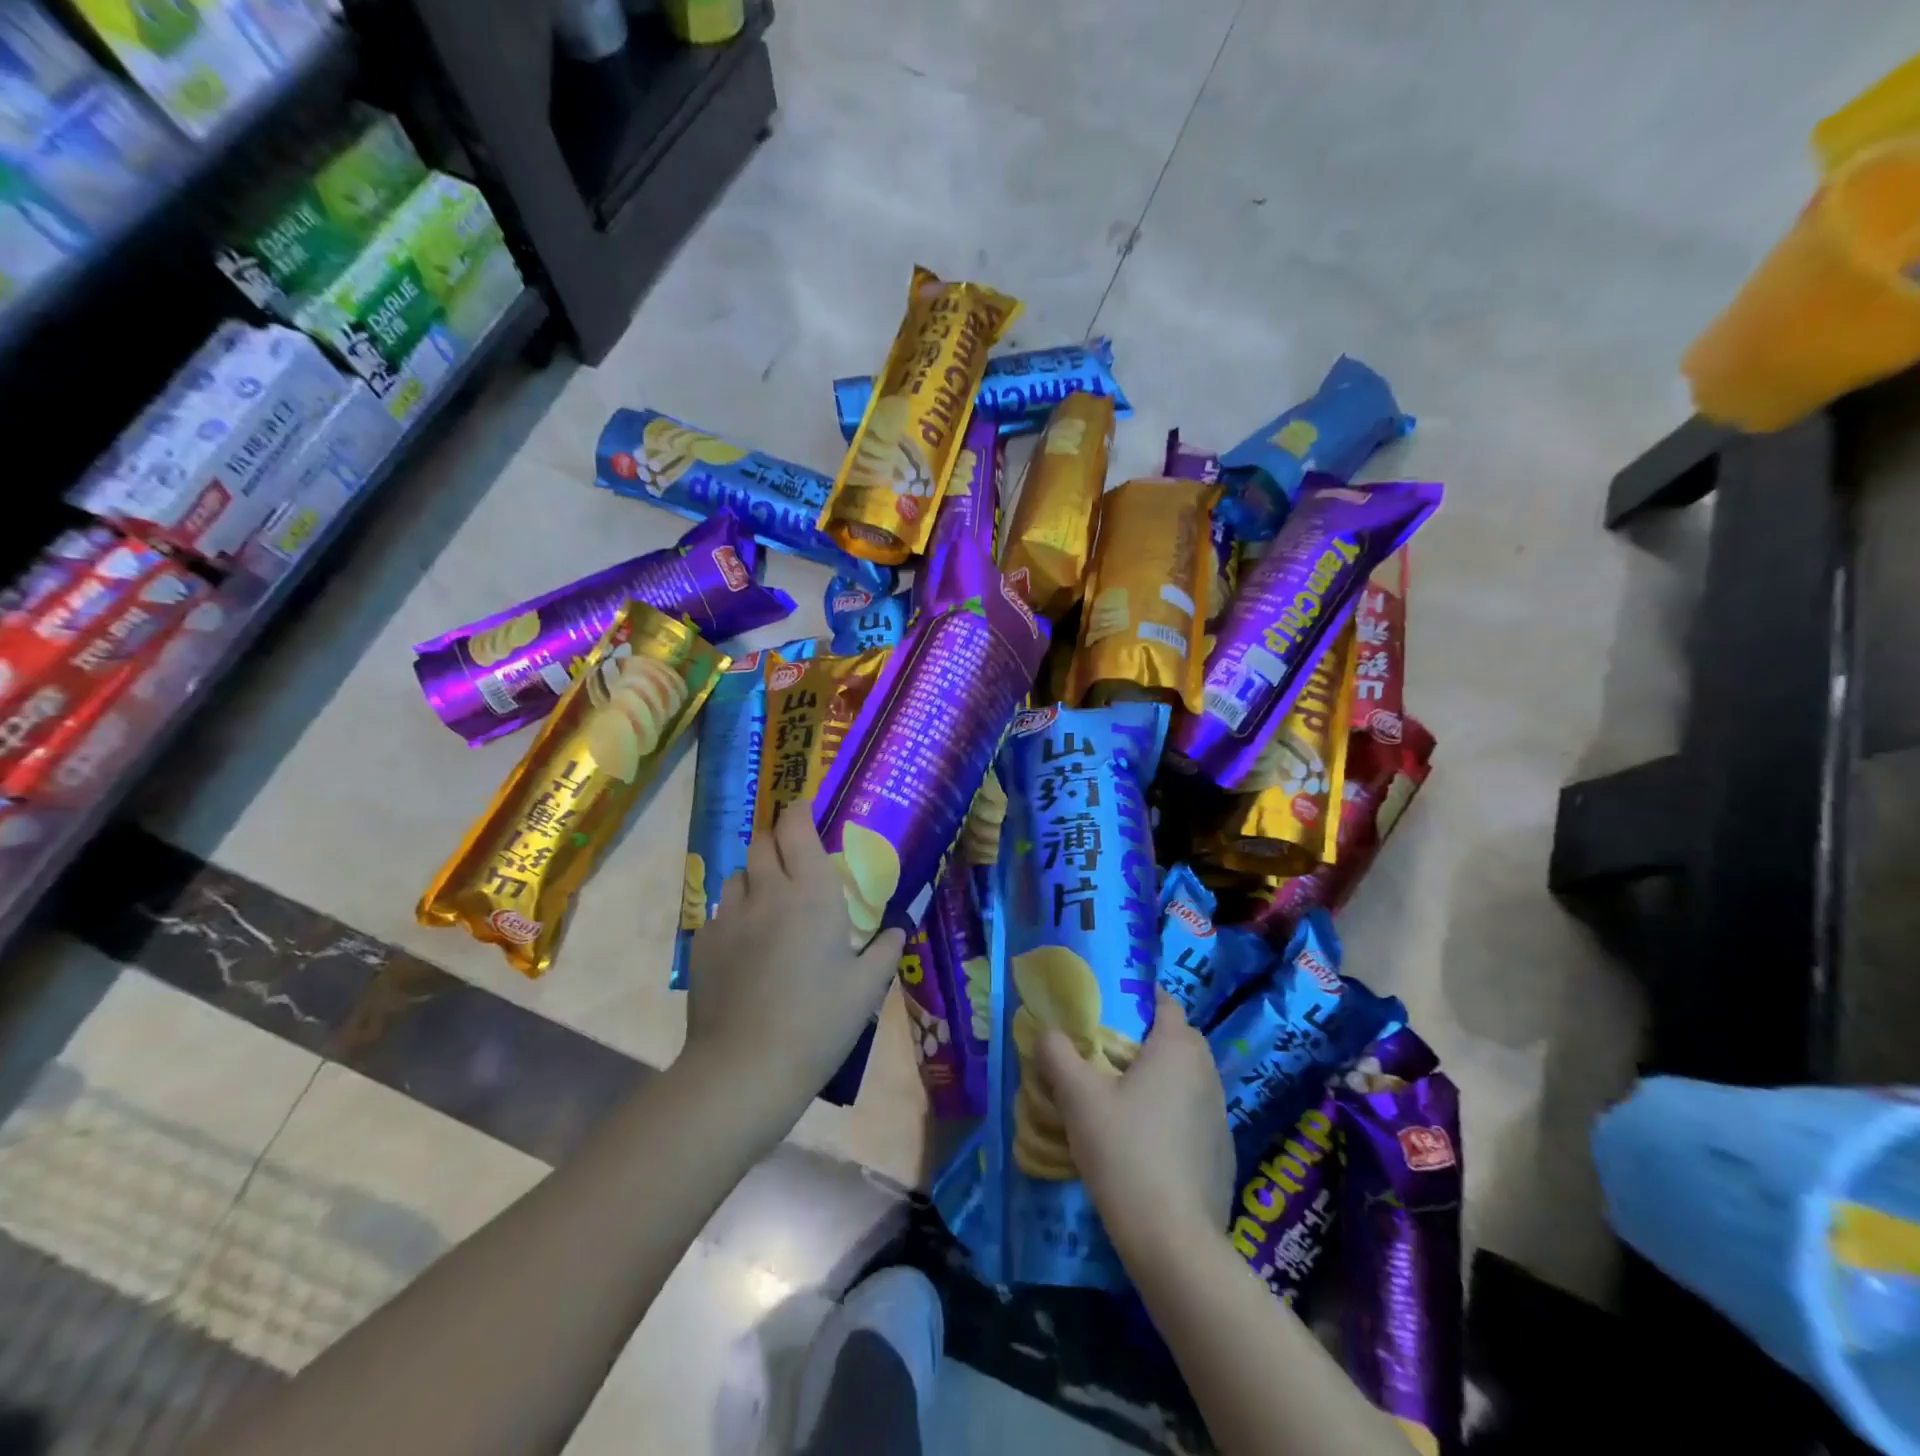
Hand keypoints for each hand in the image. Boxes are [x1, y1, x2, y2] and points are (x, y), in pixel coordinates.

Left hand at [683, 809, 905, 1117]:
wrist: (745, 1069)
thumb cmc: (818, 1023)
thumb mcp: (866, 990)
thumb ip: (885, 950)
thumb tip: (898, 929)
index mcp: (812, 894)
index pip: (796, 828)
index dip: (799, 811)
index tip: (806, 809)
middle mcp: (768, 893)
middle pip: (763, 842)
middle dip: (778, 839)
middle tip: (795, 858)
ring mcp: (729, 917)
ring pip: (739, 874)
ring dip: (756, 876)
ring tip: (770, 902)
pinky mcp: (704, 944)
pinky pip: (721, 912)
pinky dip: (737, 913)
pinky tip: (747, 945)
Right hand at [1034, 989, 1233, 1262]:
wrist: (1174, 1240)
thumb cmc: (1125, 1152)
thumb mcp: (1078, 1098)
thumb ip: (1058, 1056)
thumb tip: (1047, 1033)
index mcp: (1177, 1050)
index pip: (1167, 1005)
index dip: (1144, 999)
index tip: (1117, 1005)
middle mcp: (1207, 1074)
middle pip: (1182, 1040)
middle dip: (1153, 1038)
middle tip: (1114, 1051)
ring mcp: (1221, 1117)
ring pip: (1191, 1079)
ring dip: (1166, 1077)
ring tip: (1128, 1095)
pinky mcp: (1223, 1154)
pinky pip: (1197, 1116)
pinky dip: (1177, 1114)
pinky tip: (1149, 1140)